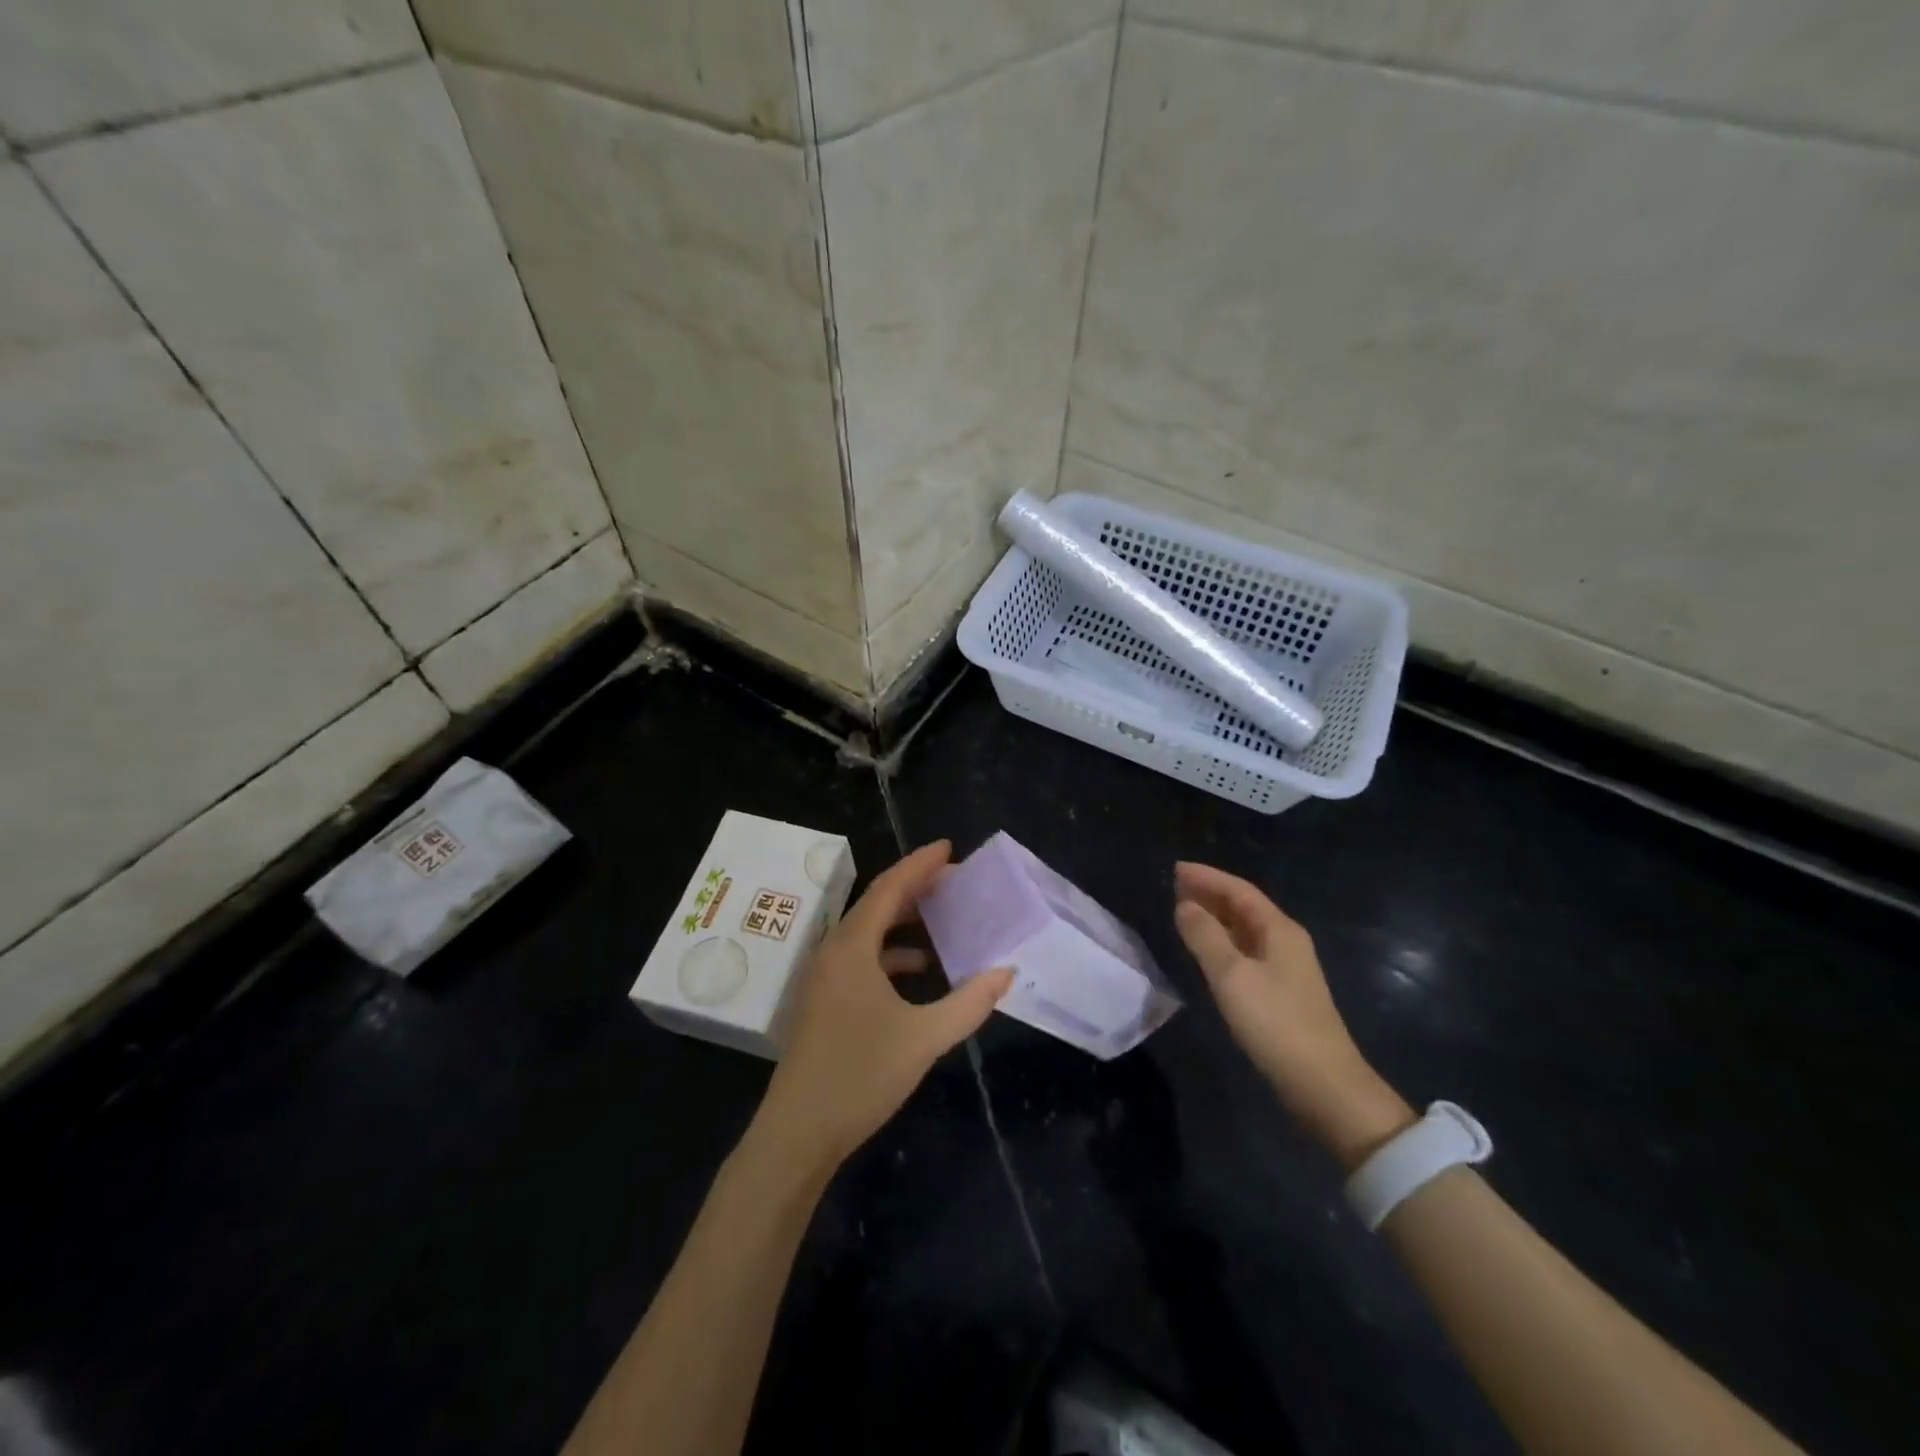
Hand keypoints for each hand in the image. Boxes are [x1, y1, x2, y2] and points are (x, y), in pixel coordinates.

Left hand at [752, 841, 1012, 1169]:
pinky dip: (891, 954)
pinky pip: (861, 958)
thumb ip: (969, 1003)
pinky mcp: (823, 999)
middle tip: (954, 880)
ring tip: (943, 918)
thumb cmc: (860, 1076)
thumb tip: (1006, 972)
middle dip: (915, 888)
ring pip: (868, 933)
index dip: (919, 865)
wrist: (797, 1132)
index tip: (948, 847)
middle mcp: (833, 951)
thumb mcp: (924, 1038)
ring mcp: (824, 976)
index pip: (889, 889)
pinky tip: (919, 969)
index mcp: (852, 948)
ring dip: (903, 922)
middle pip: (877, 904)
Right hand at [1174, 861, 1413, 1168]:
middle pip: (1244, 907)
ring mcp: (1286, 968)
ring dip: (1215, 917)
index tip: (1175, 868)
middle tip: (1174, 886)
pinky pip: (1246, 951)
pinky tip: (1207, 951)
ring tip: (1183, 912)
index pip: (1239, 890)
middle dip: (1210, 893)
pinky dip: (1222, 942)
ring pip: (1244, 930)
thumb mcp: (1232, 975)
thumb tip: (1184, 905)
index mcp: (1279, 930)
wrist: (1324, 1084)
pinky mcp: (1281, 992)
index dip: (1207, 877)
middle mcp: (1286, 941)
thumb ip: (1205, 936)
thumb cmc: (1275, 1022)